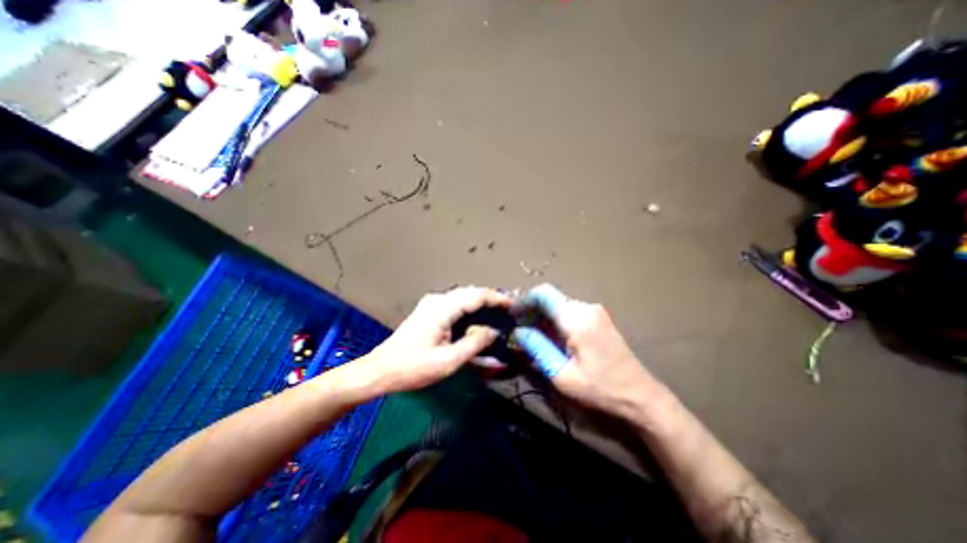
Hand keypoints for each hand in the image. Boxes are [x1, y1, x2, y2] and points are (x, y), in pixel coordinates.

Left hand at [365, 288, 512, 394]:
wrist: (381, 370)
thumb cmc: (413, 368)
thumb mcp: (448, 361)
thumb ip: (474, 344)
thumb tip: (493, 331)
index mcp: (442, 308)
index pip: (476, 296)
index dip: (496, 298)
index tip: (513, 305)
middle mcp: (437, 300)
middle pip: (470, 292)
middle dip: (491, 299)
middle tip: (508, 310)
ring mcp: (432, 304)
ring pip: (463, 296)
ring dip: (481, 302)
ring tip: (497, 312)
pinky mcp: (429, 311)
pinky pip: (455, 303)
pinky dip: (470, 307)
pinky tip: (477, 317)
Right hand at [512, 284, 665, 420]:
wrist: (642, 397)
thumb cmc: (600, 390)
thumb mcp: (562, 375)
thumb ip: (537, 348)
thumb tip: (518, 331)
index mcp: (577, 319)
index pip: (543, 293)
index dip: (524, 301)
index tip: (512, 316)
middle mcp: (586, 308)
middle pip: (550, 298)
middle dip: (532, 310)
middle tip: (520, 331)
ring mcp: (595, 312)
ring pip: (559, 304)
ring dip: (543, 316)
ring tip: (532, 337)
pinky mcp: (598, 319)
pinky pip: (570, 312)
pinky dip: (555, 320)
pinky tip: (551, 338)